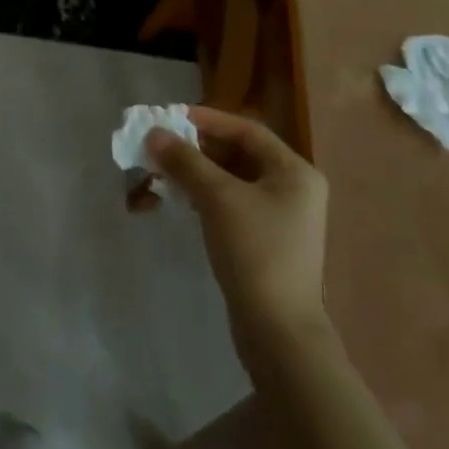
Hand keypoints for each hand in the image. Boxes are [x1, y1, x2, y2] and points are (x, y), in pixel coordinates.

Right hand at [147, 107, 330, 355]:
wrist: (278, 331)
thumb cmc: (255, 252)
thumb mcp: (217, 199)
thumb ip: (185, 162)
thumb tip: (154, 133)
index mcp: (294, 171)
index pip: (247, 131)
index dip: (208, 120)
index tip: (172, 117)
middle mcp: (293, 189)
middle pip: (238, 155)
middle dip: (196, 150)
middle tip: (161, 147)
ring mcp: (282, 217)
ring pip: (232, 182)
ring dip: (196, 174)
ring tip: (162, 174)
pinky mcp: (267, 241)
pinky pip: (232, 205)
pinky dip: (205, 198)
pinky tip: (181, 202)